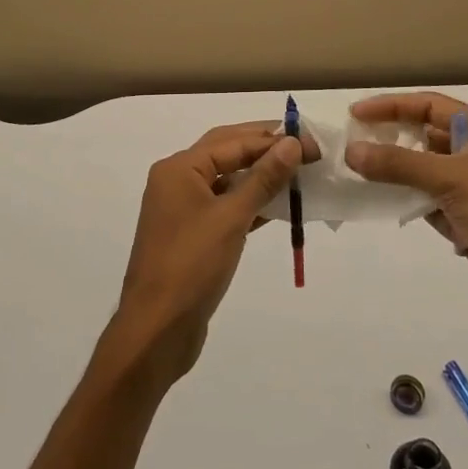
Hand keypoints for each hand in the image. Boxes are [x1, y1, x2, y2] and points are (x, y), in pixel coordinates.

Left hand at [107, 122, 309, 388]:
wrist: (157, 329)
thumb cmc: (192, 265)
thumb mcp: (232, 217)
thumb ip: (263, 178)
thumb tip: (291, 143)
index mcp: (179, 168)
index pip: (232, 141)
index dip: (272, 139)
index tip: (310, 141)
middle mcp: (177, 181)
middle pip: (227, 153)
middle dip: (265, 149)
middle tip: (305, 148)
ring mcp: (183, 210)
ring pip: (227, 181)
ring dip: (260, 176)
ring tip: (299, 173)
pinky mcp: (192, 236)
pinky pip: (225, 207)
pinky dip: (251, 203)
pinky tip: (280, 206)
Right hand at [344, 92, 467, 334]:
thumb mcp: (451, 181)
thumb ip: (399, 164)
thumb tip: (351, 150)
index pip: (434, 106)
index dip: (394, 106)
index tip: (357, 114)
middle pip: (431, 136)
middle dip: (394, 137)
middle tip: (355, 142)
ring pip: (428, 171)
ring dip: (398, 170)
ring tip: (361, 171)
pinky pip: (431, 201)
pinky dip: (409, 200)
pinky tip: (384, 201)